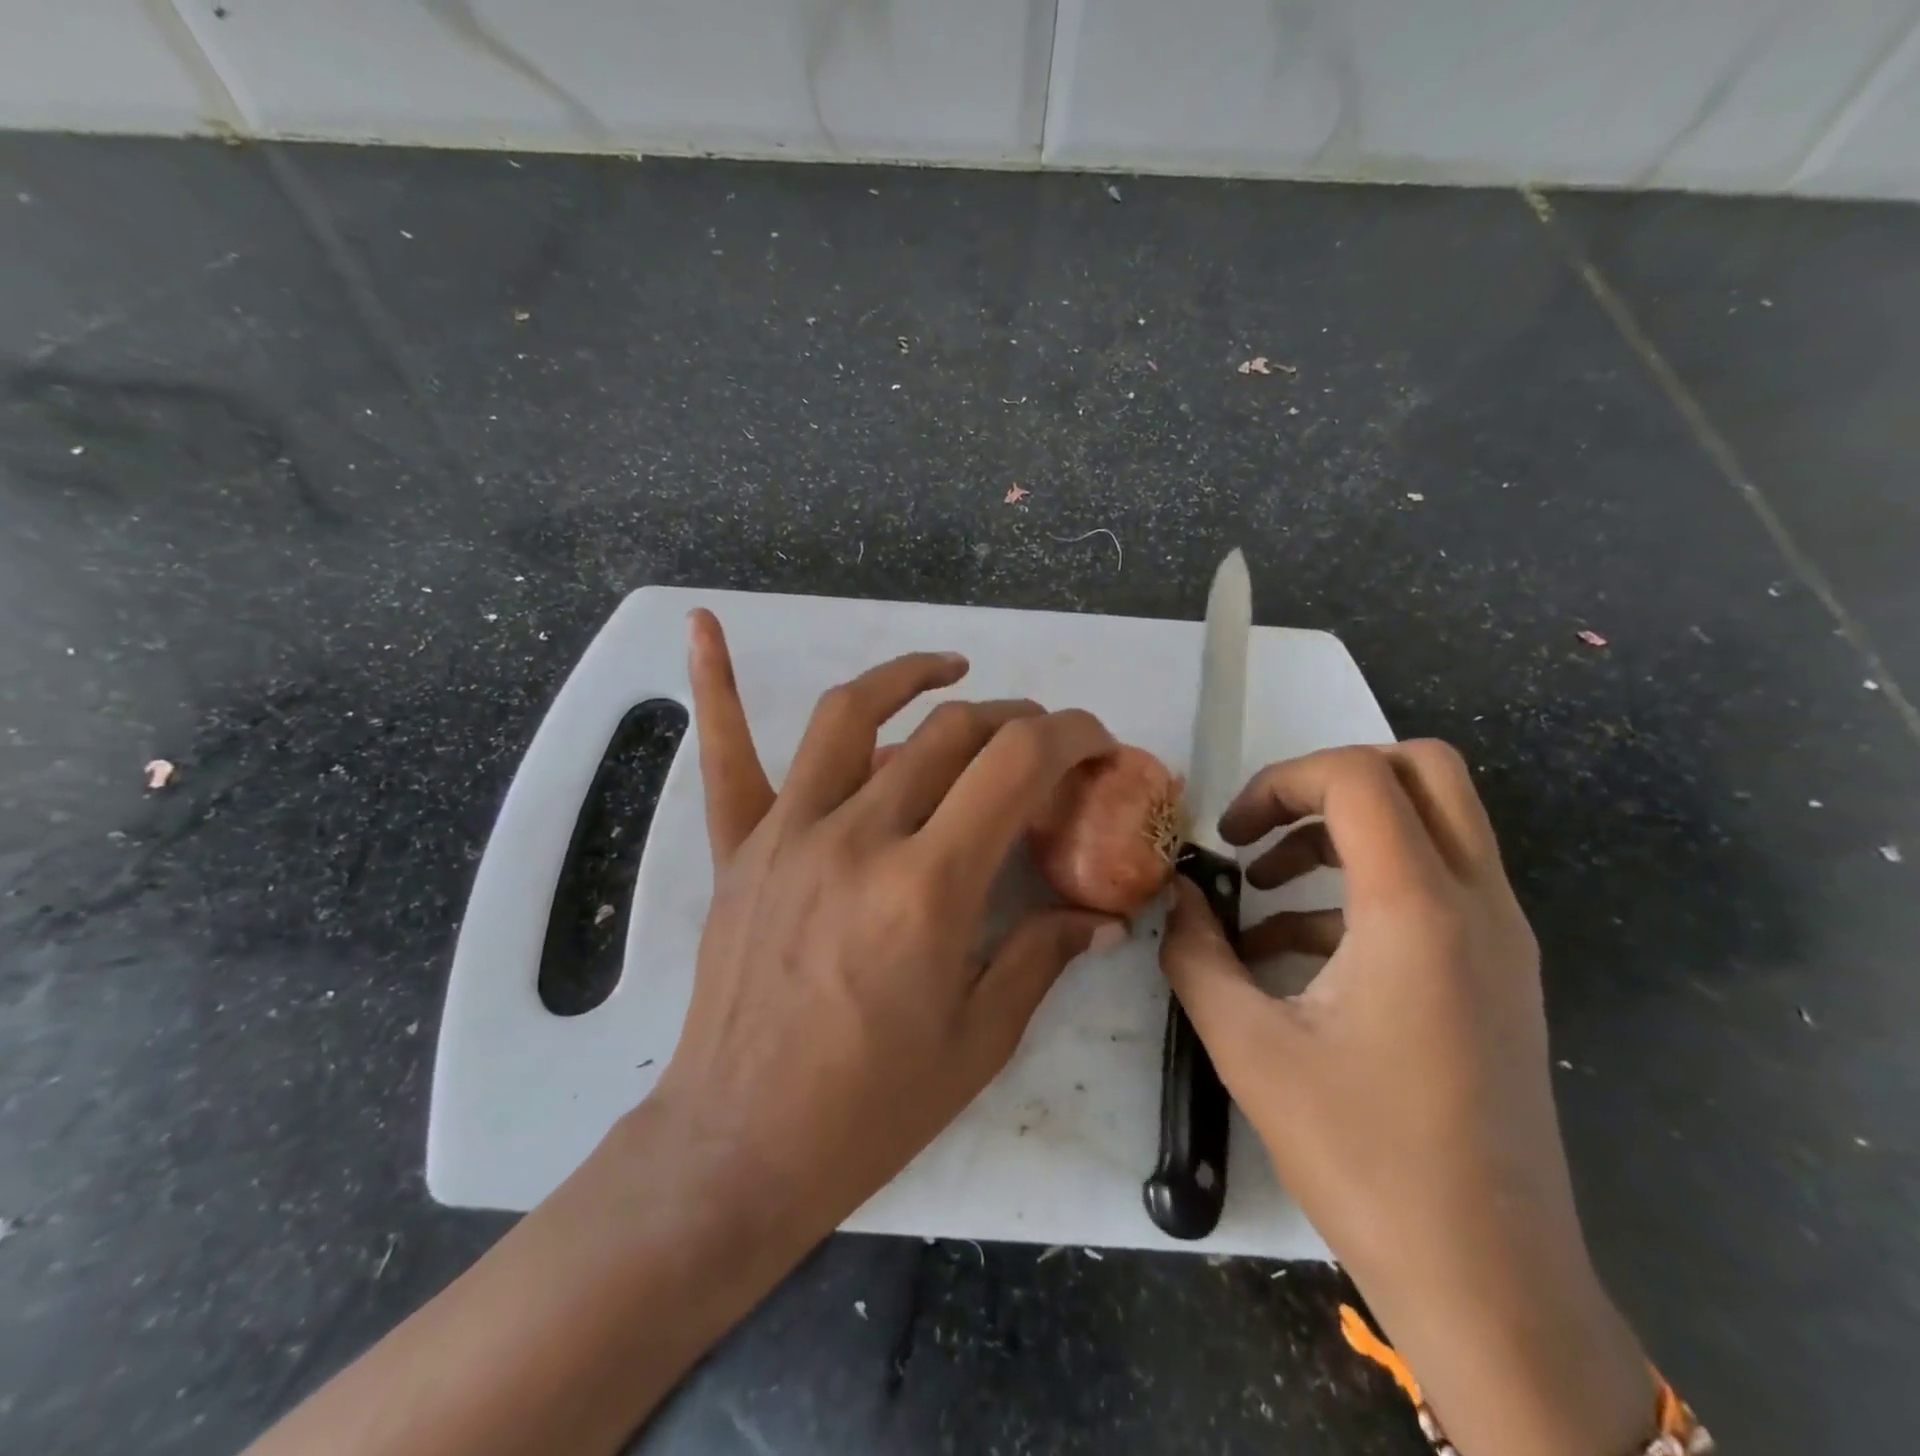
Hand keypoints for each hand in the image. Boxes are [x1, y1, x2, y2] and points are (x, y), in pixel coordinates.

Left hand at [650, 610, 1125, 1240]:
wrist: (742, 1145)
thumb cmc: (872, 1106)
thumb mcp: (980, 1039)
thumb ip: (1043, 956)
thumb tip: (1104, 917)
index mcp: (929, 886)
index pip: (1017, 764)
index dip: (1071, 734)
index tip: (1097, 741)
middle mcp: (859, 837)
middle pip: (951, 733)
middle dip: (1014, 720)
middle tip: (1041, 742)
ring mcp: (789, 832)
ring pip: (854, 715)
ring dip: (911, 678)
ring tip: (951, 673)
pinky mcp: (741, 847)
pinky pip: (726, 755)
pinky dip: (716, 686)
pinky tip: (703, 625)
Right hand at [1161, 742, 1654, 1455]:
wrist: (1491, 1282)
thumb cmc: (1363, 1157)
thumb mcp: (1248, 1048)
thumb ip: (1196, 953)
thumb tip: (1176, 896)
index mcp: (1417, 911)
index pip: (1357, 777)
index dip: (1279, 781)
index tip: (1229, 835)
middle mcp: (1477, 905)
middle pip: (1421, 771)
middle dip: (1328, 782)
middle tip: (1265, 829)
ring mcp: (1500, 939)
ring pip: (1433, 823)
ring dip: (1342, 832)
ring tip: (1262, 890)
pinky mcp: (1499, 973)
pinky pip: (1434, 885)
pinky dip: (1362, 887)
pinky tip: (1295, 951)